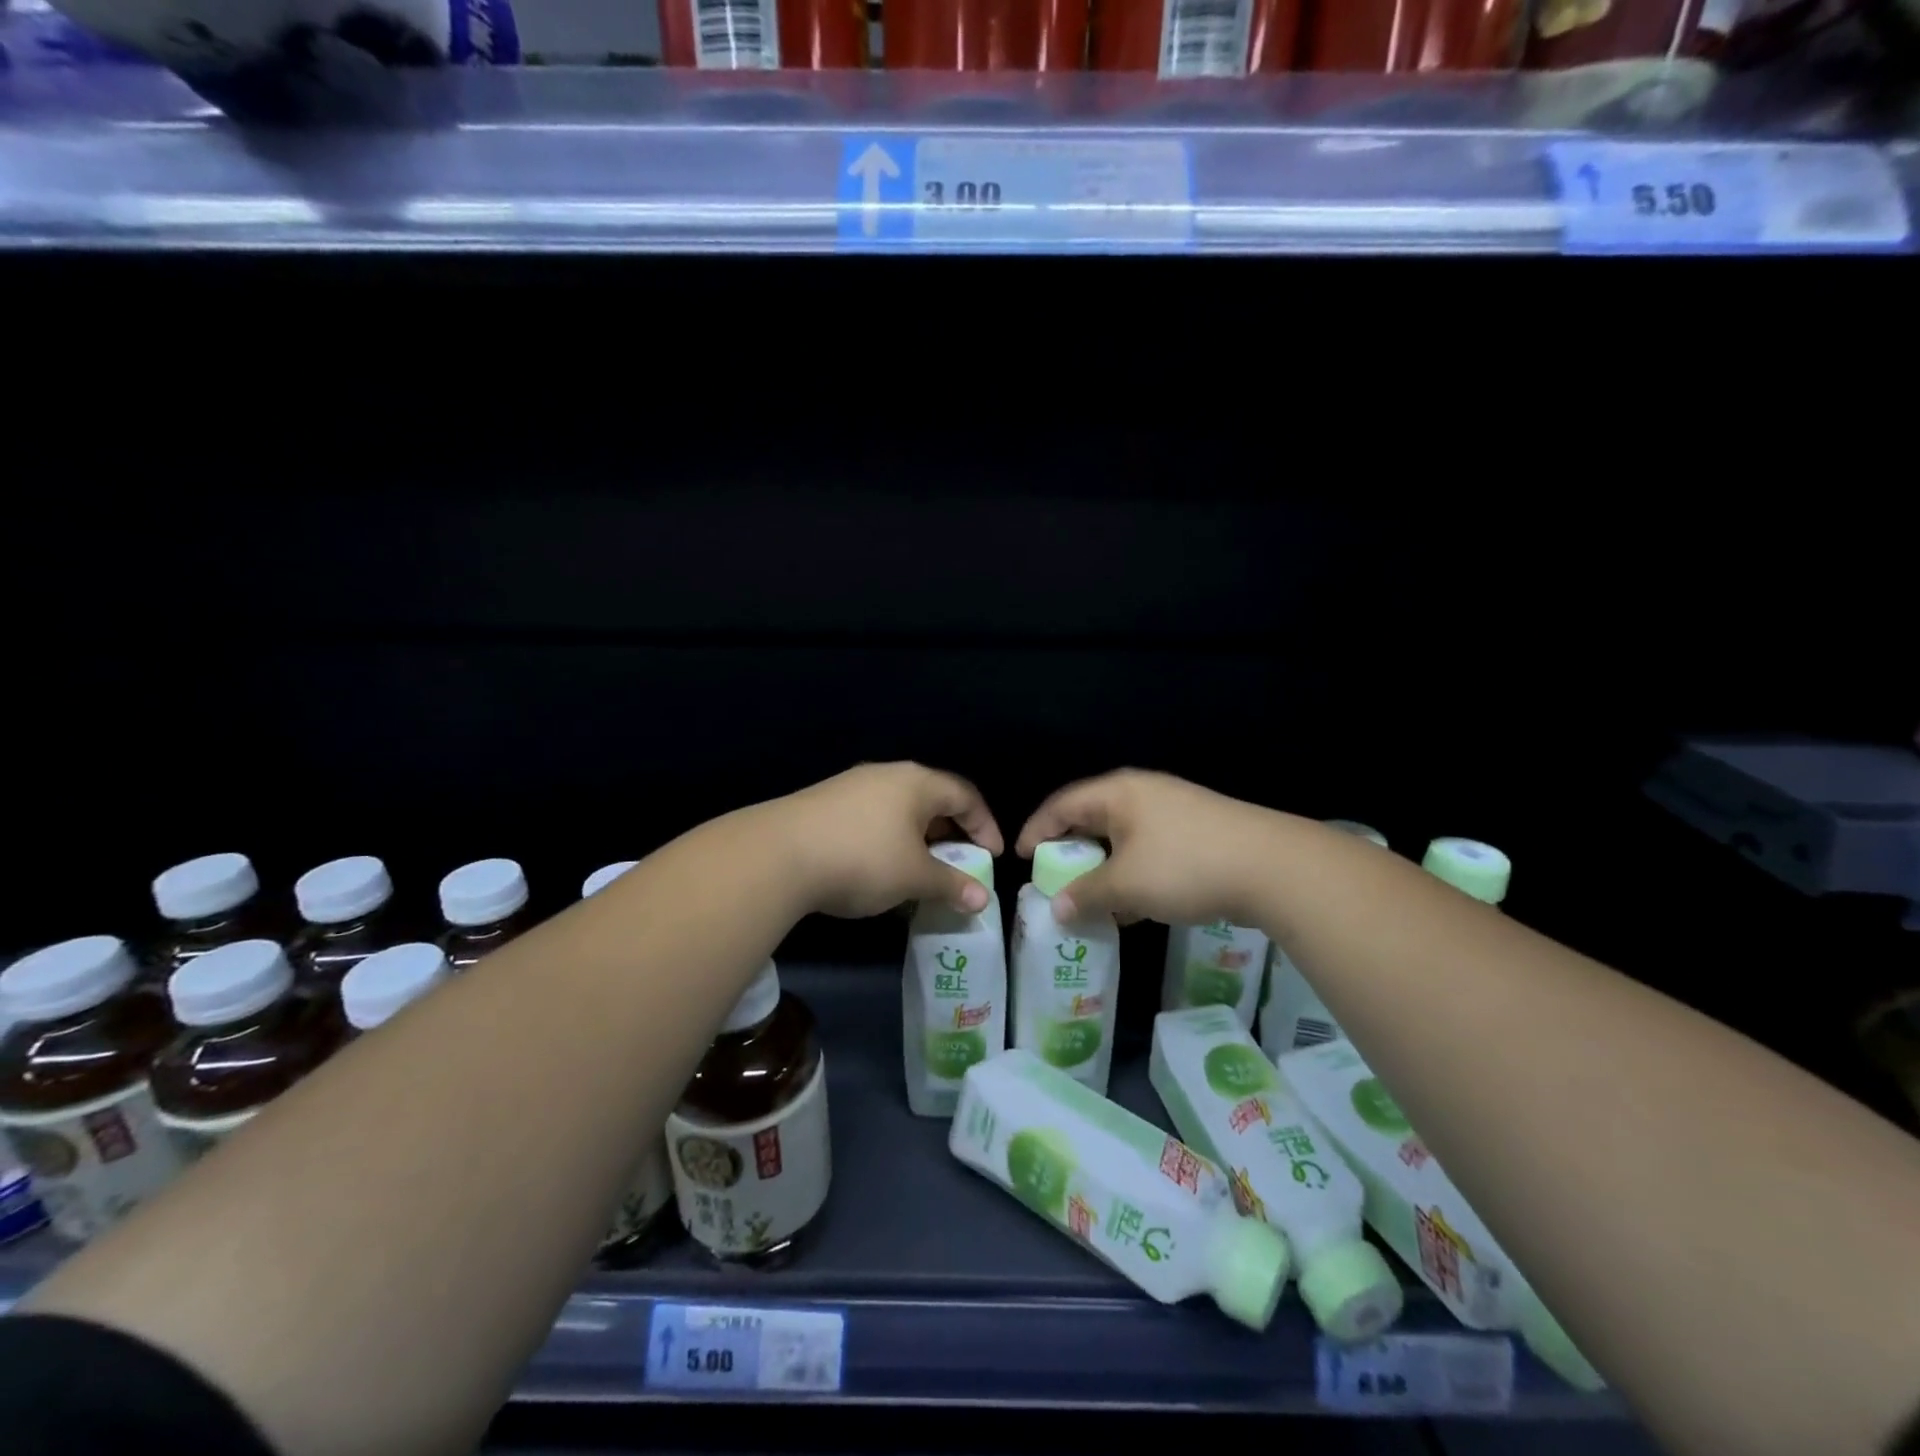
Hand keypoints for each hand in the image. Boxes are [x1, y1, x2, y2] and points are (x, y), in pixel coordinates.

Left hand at [771, 763, 1002, 919]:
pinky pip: (872, 817)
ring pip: (899, 809)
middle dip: (950, 833)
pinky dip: (888, 840)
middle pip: (932, 799)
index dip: (985, 825)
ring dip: (918, 839)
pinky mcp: (825, 802)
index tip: (992, 856)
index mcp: (917, 782)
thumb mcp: (914, 877)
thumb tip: (982, 900)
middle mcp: (887, 775)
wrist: (778, 855)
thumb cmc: (863, 859)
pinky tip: (878, 869)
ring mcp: (852, 786)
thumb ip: (952, 885)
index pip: (965, 796)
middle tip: (959, 864)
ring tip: (920, 871)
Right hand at [1015, 770, 1281, 927]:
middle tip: (1053, 880)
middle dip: (1070, 852)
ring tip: (1090, 899)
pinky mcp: (1199, 833)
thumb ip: (1085, 895)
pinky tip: (1134, 906)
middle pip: (1092, 819)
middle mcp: (1143, 794)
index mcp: (1118, 793)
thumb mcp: (1126, 884)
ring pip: (1123, 838)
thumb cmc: (1184, 866)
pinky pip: (1150, 850)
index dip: (1036, 830)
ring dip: (1103, 869)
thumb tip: (1056, 909)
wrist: (1273, 867)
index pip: (1062, 805)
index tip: (1020, 858)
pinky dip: (1133, 874)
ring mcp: (1174, 812)